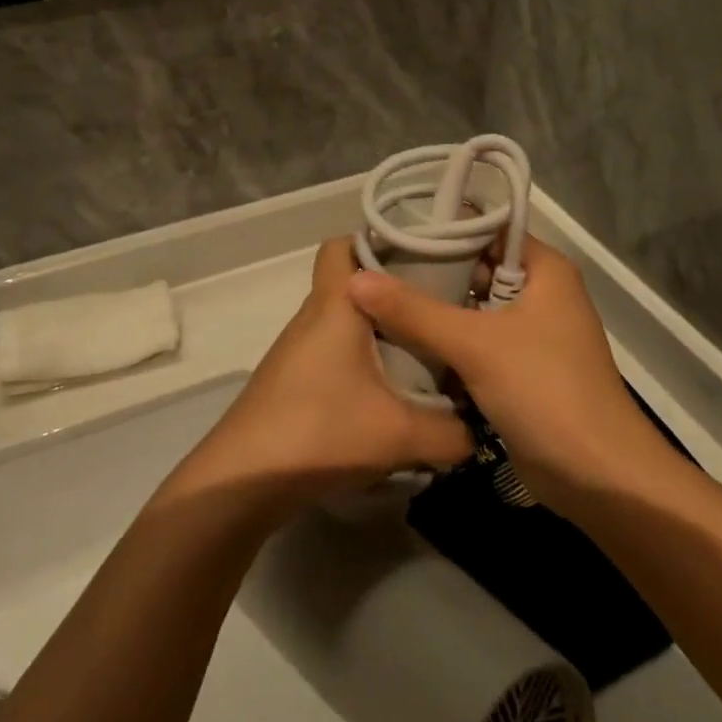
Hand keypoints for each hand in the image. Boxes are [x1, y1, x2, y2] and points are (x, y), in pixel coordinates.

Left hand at [170, 239, 473, 513]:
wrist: (243, 481)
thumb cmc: (321, 432)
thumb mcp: (401, 435)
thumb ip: (452, 432)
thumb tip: (478, 431)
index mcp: (335, 305)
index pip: (343, 245)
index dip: (377, 241)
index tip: (421, 258)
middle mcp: (313, 317)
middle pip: (352, 285)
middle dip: (393, 293)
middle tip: (437, 311)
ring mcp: (298, 350)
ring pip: (345, 323)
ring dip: (379, 333)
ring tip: (424, 355)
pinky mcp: (293, 380)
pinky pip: (335, 353)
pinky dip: (361, 361)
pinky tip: (388, 396)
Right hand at [346, 235, 658, 508]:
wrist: (600, 478)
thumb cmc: (546, 390)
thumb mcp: (475, 344)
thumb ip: (414, 310)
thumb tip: (354, 278)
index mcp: (544, 269)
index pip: (485, 230)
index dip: (440, 230)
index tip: (390, 235)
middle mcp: (540, 293)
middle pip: (475, 269)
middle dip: (429, 273)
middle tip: (374, 271)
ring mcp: (531, 334)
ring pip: (473, 310)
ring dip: (434, 311)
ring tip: (377, 301)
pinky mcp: (521, 370)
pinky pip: (476, 344)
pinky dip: (446, 344)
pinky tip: (402, 343)